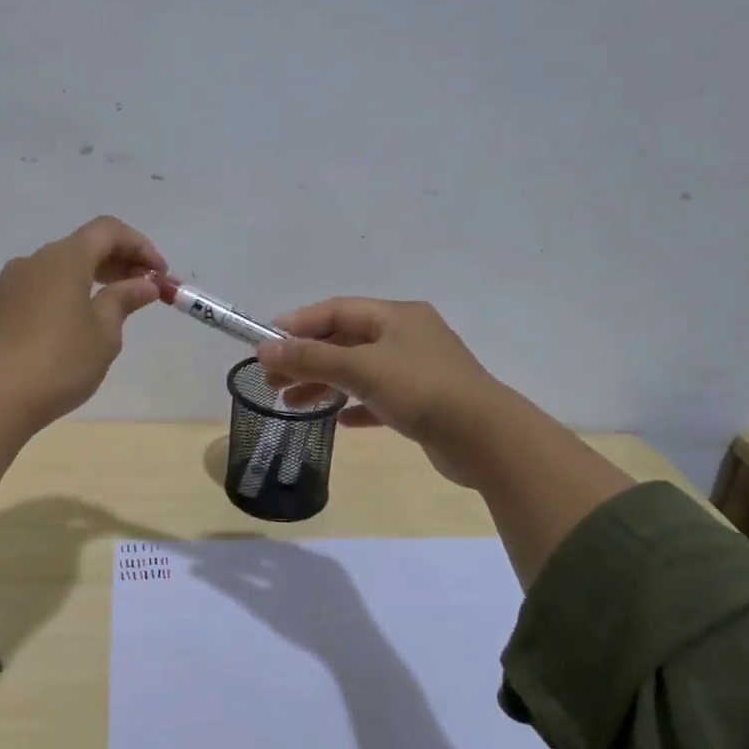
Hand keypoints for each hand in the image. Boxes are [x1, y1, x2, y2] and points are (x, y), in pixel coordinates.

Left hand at [0, 215, 166, 429]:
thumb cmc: (61, 361)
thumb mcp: (104, 332)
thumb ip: (124, 300)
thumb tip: (144, 284)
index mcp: (64, 258)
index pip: (108, 230)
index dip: (140, 246)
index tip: (160, 275)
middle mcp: (36, 260)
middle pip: (85, 245)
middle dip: (120, 260)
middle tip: (145, 289)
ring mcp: (14, 282)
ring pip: (63, 265)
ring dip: (95, 275)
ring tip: (118, 305)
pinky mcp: (3, 305)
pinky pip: (46, 284)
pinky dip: (72, 289)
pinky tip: (83, 319)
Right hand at [257, 298, 511, 487]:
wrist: (485, 438)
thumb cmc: (421, 390)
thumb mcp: (361, 369)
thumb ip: (311, 358)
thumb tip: (264, 350)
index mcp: (396, 316)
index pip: (336, 310)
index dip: (298, 324)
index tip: (266, 344)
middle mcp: (407, 336)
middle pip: (345, 341)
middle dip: (307, 359)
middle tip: (273, 381)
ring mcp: (417, 370)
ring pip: (360, 370)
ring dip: (325, 384)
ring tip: (293, 404)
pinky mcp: (424, 402)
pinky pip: (379, 398)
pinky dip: (355, 405)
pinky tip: (339, 421)